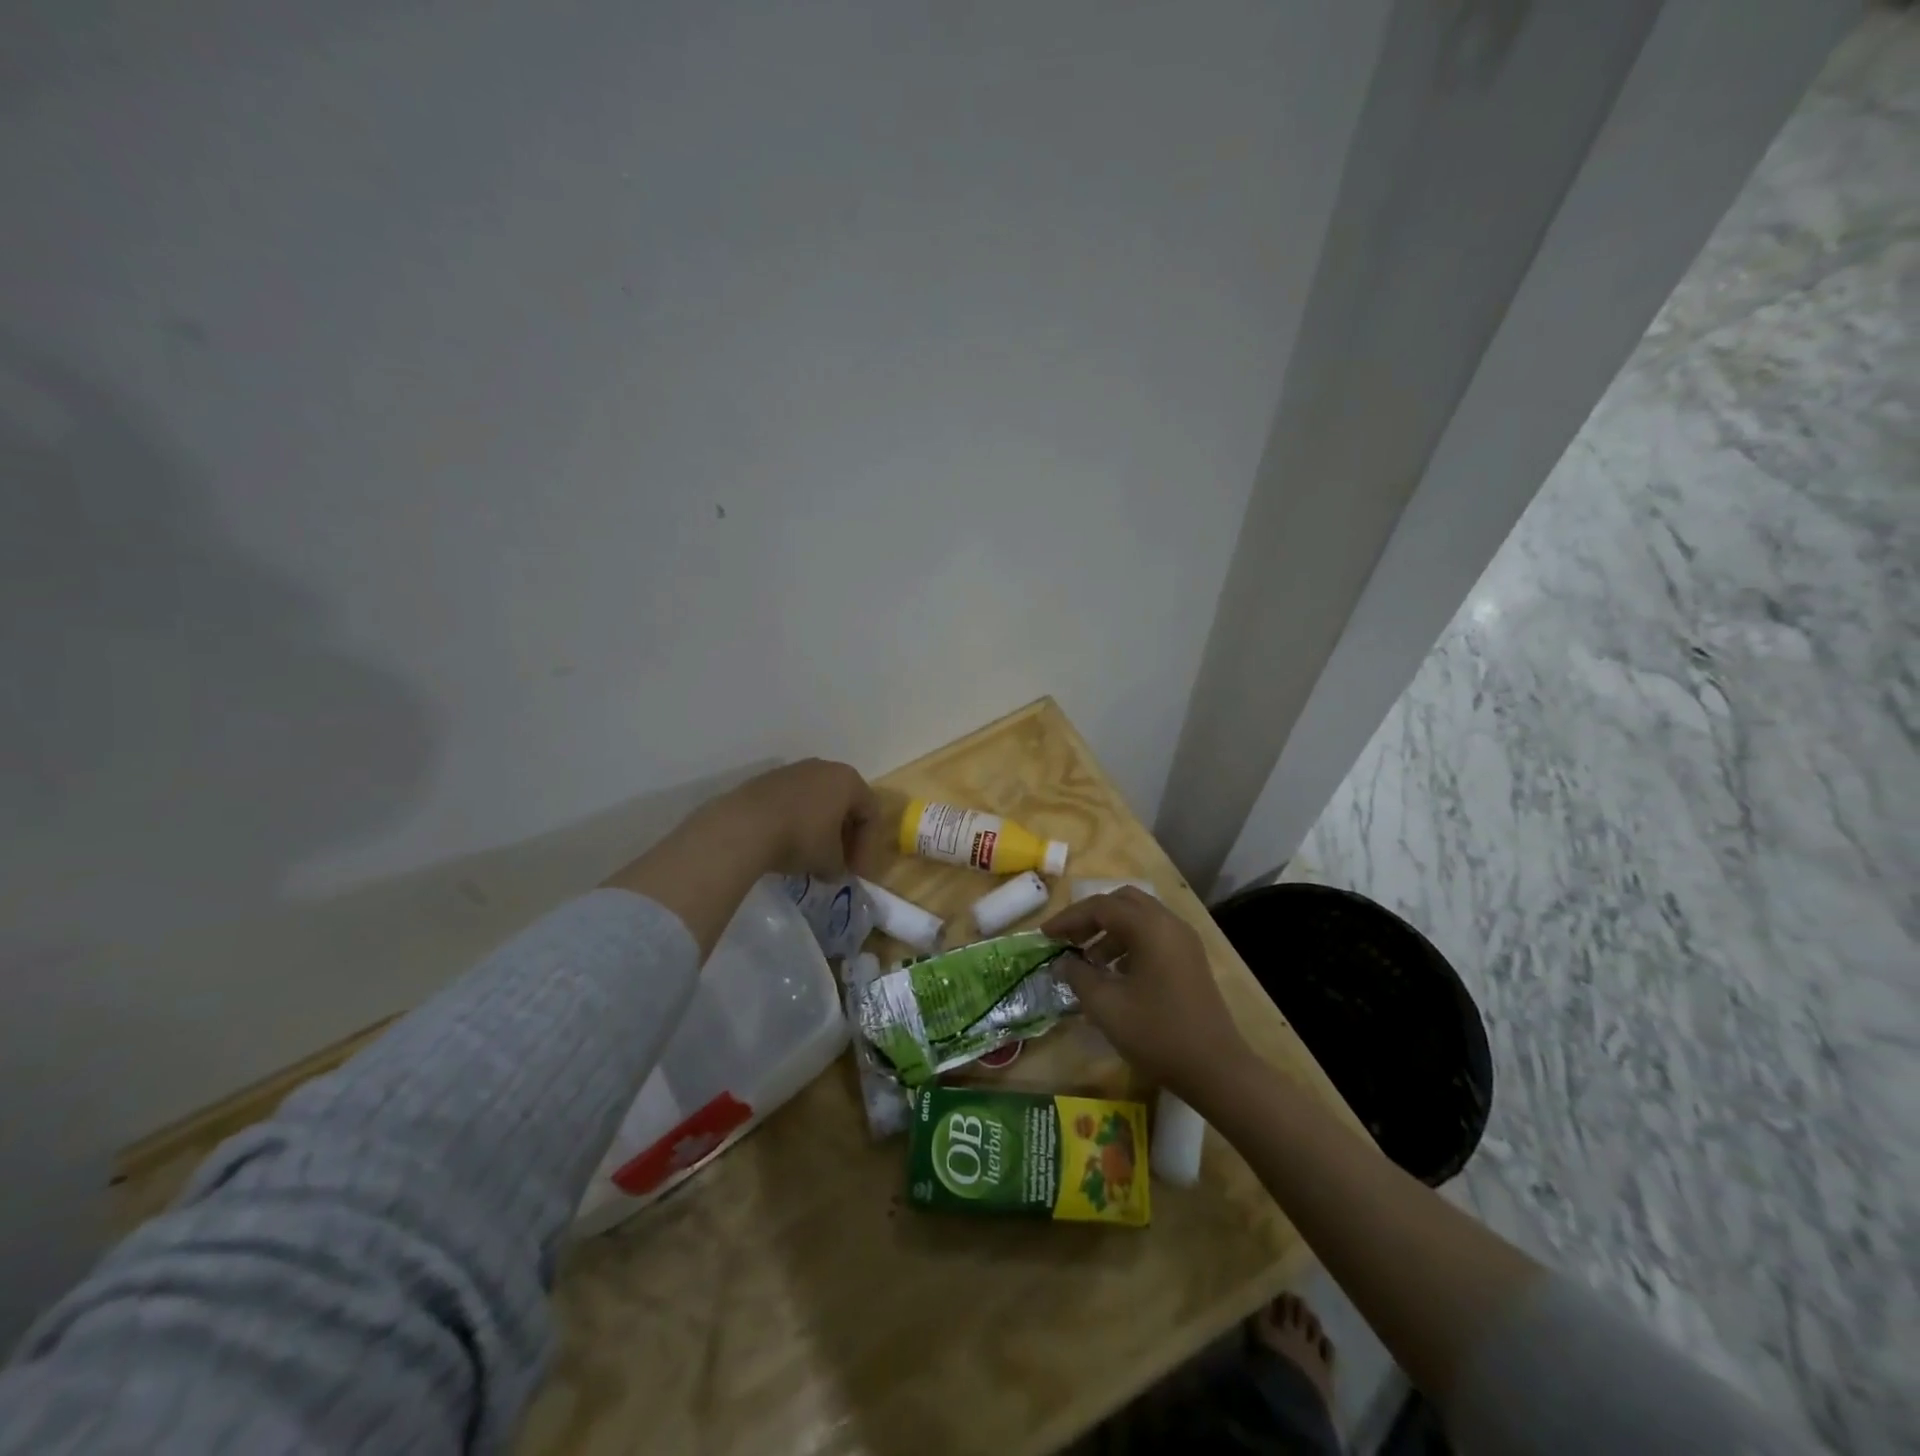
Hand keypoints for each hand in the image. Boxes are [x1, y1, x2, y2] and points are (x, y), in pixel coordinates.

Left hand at [719, 759, 884, 879]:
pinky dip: (797, 822)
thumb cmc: (800, 838)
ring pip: (817, 802)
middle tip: (838, 863)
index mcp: (848, 780)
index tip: (856, 872)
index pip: (870, 814)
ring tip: (811, 857)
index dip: (867, 847)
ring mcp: (793, 770)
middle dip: (845, 836)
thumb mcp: (829, 861)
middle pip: (844, 804)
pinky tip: (786, 844)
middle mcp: (824, 767)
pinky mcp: (767, 780)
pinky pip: (793, 802)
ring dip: (820, 829)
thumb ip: (841, 866)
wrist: (744, 826)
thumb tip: (835, 870)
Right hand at [1042, 888, 1251, 1098]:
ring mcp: (1184, 941)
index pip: (1100, 906)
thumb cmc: (1157, 1033)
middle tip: (1069, 940)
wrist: (1217, 1069)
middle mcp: (1169, 923)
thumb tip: (1062, 962)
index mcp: (1149, 927)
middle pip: (1122, 902)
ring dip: (1110, 932)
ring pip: (1139, 918)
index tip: (1045, 936)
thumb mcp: (1106, 1006)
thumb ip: (1078, 976)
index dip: (1068, 918)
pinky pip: (1153, 936)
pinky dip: (1129, 944)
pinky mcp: (1190, 960)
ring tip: (1089, 963)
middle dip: (1091, 917)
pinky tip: (1116, 975)